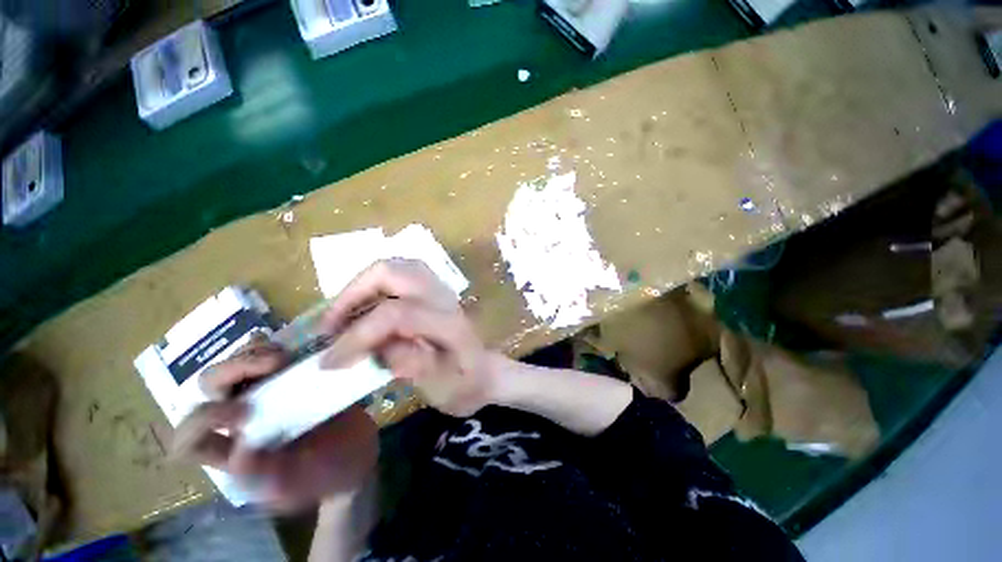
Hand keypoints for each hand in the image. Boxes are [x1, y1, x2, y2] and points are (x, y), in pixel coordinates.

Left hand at [171, 340, 378, 512]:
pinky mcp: (290, 378)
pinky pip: (267, 354)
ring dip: (253, 353)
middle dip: (232, 369)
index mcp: (233, 452)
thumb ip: (268, 479)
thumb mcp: (299, 486)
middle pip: (210, 387)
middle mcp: (241, 419)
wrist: (357, 452)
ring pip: (237, 364)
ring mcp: (266, 395)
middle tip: (276, 362)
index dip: (202, 422)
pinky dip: (272, 345)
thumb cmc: (326, 475)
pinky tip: (293, 348)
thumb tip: (240, 453)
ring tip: (287, 356)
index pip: (191, 440)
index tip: (246, 413)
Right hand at [320, 259, 501, 416]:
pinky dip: (373, 286)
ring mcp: (439, 288)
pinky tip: (362, 309)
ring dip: (361, 287)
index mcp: (449, 323)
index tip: (329, 362)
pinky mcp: (432, 289)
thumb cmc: (467, 384)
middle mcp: (444, 297)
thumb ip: (410, 365)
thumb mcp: (442, 389)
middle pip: (391, 272)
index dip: (358, 335)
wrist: (486, 371)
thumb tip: (373, 345)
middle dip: (352, 295)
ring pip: (394, 266)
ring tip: (341, 316)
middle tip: (330, 326)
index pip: (397, 314)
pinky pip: (398, 273)